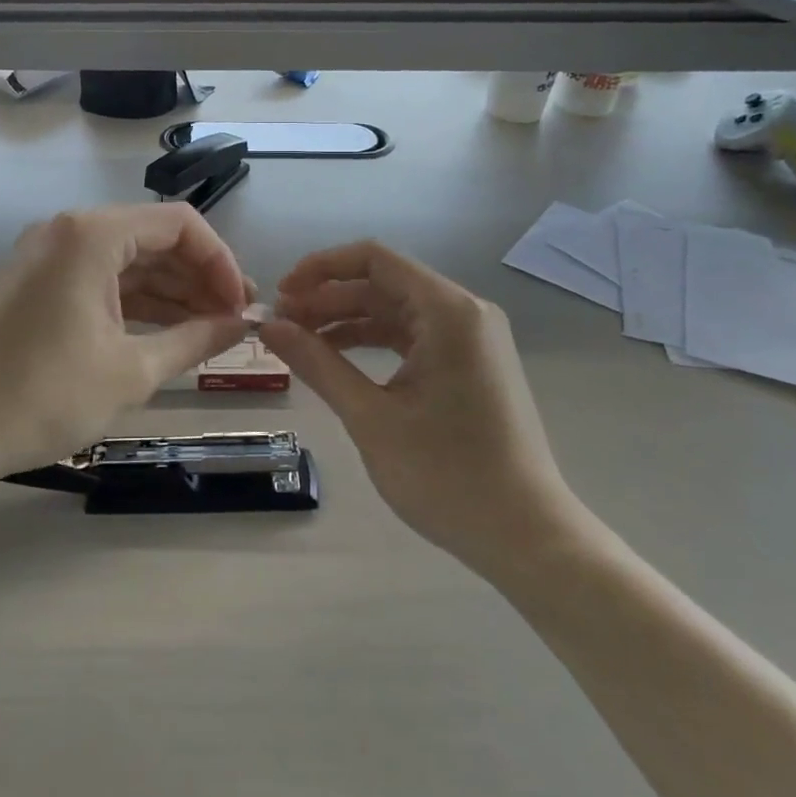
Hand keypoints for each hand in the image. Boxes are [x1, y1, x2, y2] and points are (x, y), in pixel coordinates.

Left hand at [0, 204, 251, 481]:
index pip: (180, 225)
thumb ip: (195, 339)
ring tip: (208, 331)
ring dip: (169, 292)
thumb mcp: (131, 371)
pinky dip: (133, 302)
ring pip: (126, 261)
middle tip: (232, 322)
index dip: (221, 262)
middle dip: (198, 278)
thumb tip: (240, 325)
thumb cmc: (43, 397)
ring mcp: (45, 255)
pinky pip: (98, 278)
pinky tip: (164, 332)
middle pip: (153, 239)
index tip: (241, 307)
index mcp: (92, 234)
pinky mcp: (33, 283)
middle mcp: (68, 230)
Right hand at [259, 241, 584, 575]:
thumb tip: (269, 326)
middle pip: (383, 283)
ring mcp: (472, 339)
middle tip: (281, 325)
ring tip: (300, 342)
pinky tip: (338, 360)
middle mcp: (464, 312)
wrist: (526, 537)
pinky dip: (374, 342)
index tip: (281, 294)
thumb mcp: (370, 416)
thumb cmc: (446, 475)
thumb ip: (317, 363)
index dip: (320, 269)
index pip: (373, 259)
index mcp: (447, 311)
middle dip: (328, 299)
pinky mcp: (472, 364)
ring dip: (347, 321)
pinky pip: (413, 336)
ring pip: (396, 310)